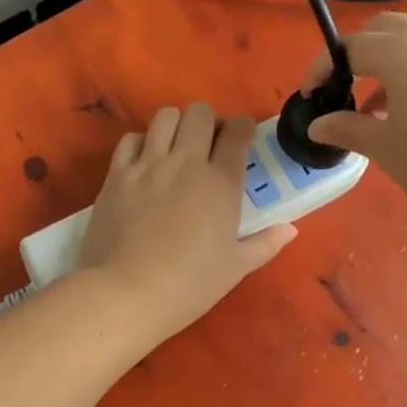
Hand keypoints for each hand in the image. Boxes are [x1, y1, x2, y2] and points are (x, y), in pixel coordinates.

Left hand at [79, 103, 296, 341]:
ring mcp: (148, 165)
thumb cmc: (190, 285)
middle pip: (200, 113)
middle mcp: (186, 162)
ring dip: (175, 125)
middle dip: (208, 121)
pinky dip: (141, 143)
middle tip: (208, 144)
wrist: (127, 293)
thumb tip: (289, 229)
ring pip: (165, 116)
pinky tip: (144, 163)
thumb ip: (265, 243)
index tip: (241, 137)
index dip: (242, 128)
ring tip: (175, 149)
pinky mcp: (117, 175)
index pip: (237, 133)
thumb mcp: (236, 268)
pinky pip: (131, 139)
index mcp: (222, 183)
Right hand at [304, 13, 406, 221]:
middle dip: (355, 55)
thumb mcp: (387, 149)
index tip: (311, 96)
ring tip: (377, 108)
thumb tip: (318, 124)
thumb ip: (348, 129)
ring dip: (387, 63)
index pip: (349, 47)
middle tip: (343, 91)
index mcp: (403, 51)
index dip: (323, 68)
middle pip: (382, 30)